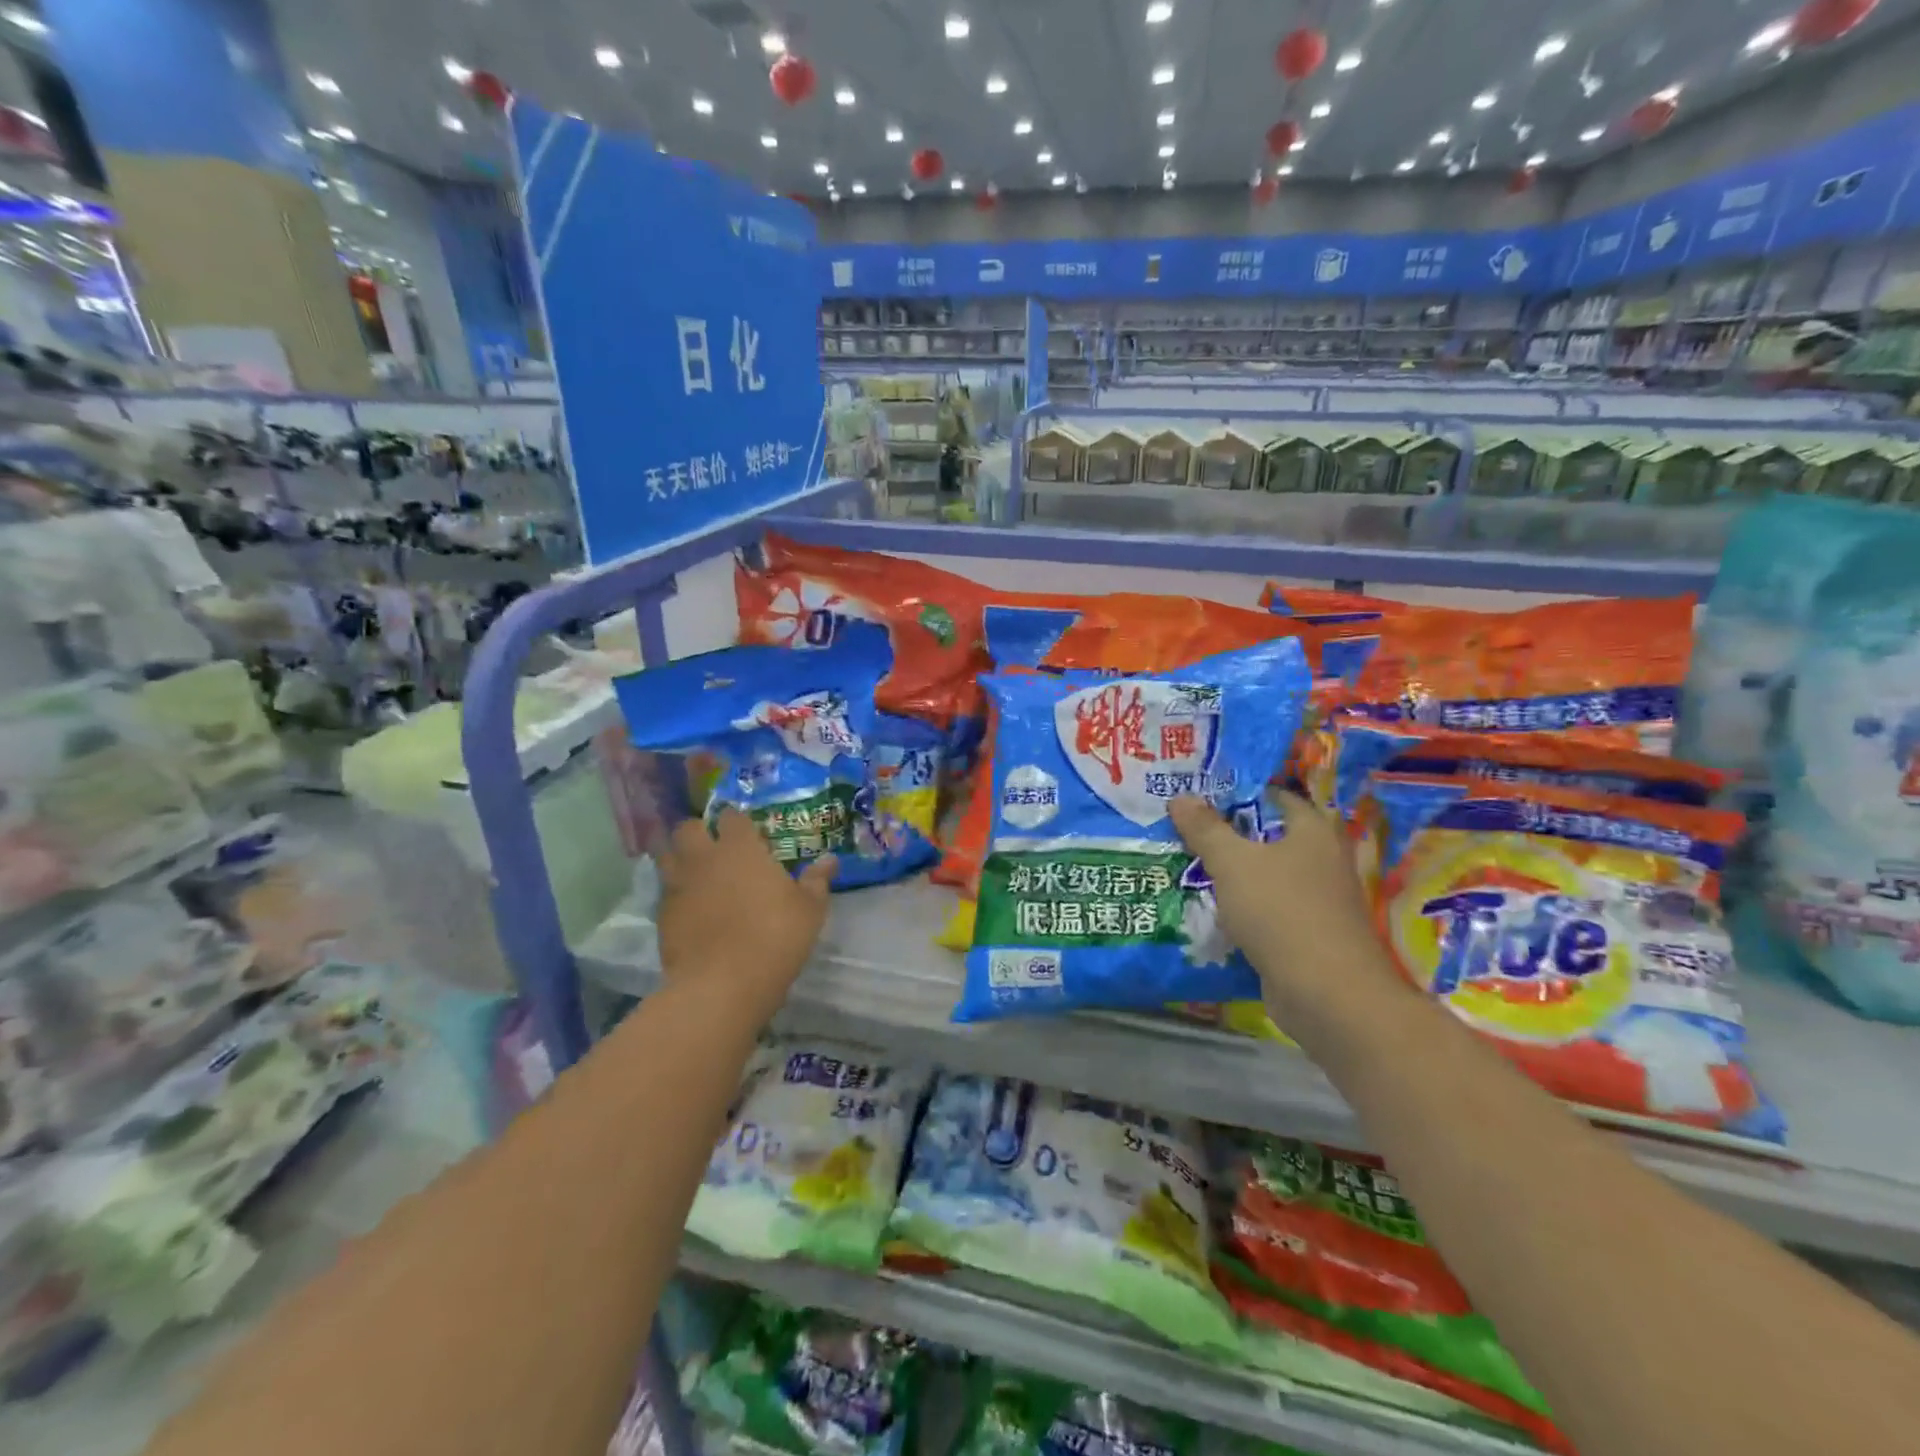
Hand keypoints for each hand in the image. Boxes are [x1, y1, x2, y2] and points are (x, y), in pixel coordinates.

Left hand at [655, 810, 835, 1014]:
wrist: (722, 985)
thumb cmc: (774, 937)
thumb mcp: (809, 910)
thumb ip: (817, 880)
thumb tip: (830, 860)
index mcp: (740, 848)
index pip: (731, 816)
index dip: (738, 821)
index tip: (749, 833)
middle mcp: (704, 858)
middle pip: (688, 828)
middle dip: (699, 832)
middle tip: (716, 848)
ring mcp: (678, 886)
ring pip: (667, 856)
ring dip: (679, 858)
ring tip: (698, 873)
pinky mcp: (662, 915)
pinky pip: (666, 892)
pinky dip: (676, 893)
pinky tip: (692, 909)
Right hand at [1169, 793, 1399, 1028]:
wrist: (1327, 995)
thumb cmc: (1282, 912)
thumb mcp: (1233, 863)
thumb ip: (1205, 829)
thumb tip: (1181, 796)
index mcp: (1312, 832)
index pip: (1275, 796)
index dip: (1238, 791)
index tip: (1199, 793)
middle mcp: (1321, 860)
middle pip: (1268, 837)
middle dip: (1228, 835)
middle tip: (1183, 828)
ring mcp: (1318, 901)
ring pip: (1266, 876)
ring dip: (1233, 874)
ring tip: (1185, 865)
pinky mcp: (1308, 936)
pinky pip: (1267, 910)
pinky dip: (1242, 908)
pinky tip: (1208, 909)